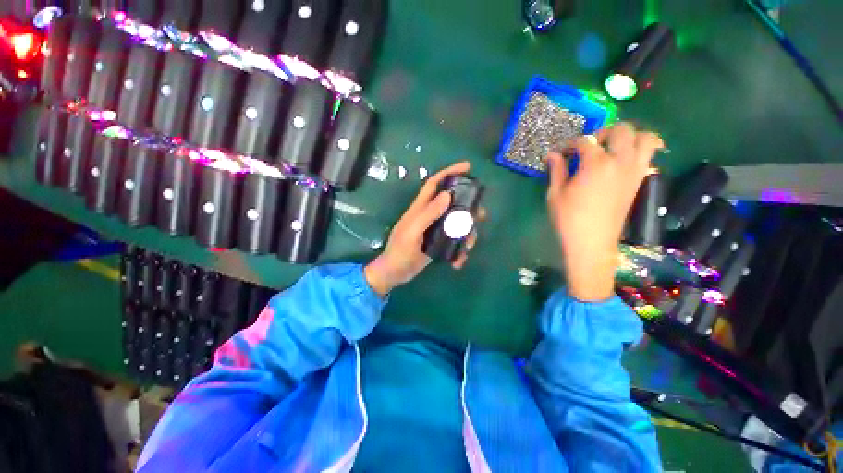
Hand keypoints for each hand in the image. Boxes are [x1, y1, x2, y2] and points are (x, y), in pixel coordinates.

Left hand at [365, 161, 478, 295]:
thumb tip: (447, 195)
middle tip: (480, 214)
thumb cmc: (400, 252)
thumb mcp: (412, 232)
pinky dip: (460, 250)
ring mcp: (435, 229)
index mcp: (420, 208)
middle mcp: (430, 215)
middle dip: (468, 206)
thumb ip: (428, 214)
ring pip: (457, 223)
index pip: (435, 184)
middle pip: (452, 203)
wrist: (395, 273)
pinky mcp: (439, 242)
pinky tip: (458, 262)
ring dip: (467, 234)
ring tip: (468, 247)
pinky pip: (455, 241)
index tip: (467, 167)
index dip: (449, 172)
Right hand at [547, 123, 663, 300]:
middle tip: (590, 146)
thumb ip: (556, 170)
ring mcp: (634, 170)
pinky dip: (640, 150)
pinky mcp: (639, 180)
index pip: (585, 141)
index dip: (571, 144)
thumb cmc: (568, 219)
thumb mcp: (555, 194)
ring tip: (613, 147)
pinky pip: (649, 155)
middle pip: (622, 130)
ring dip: (630, 136)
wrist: (591, 242)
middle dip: (604, 132)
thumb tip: (552, 154)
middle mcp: (620, 161)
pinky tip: (622, 161)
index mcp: (596, 164)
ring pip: (646, 138)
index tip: (562, 153)